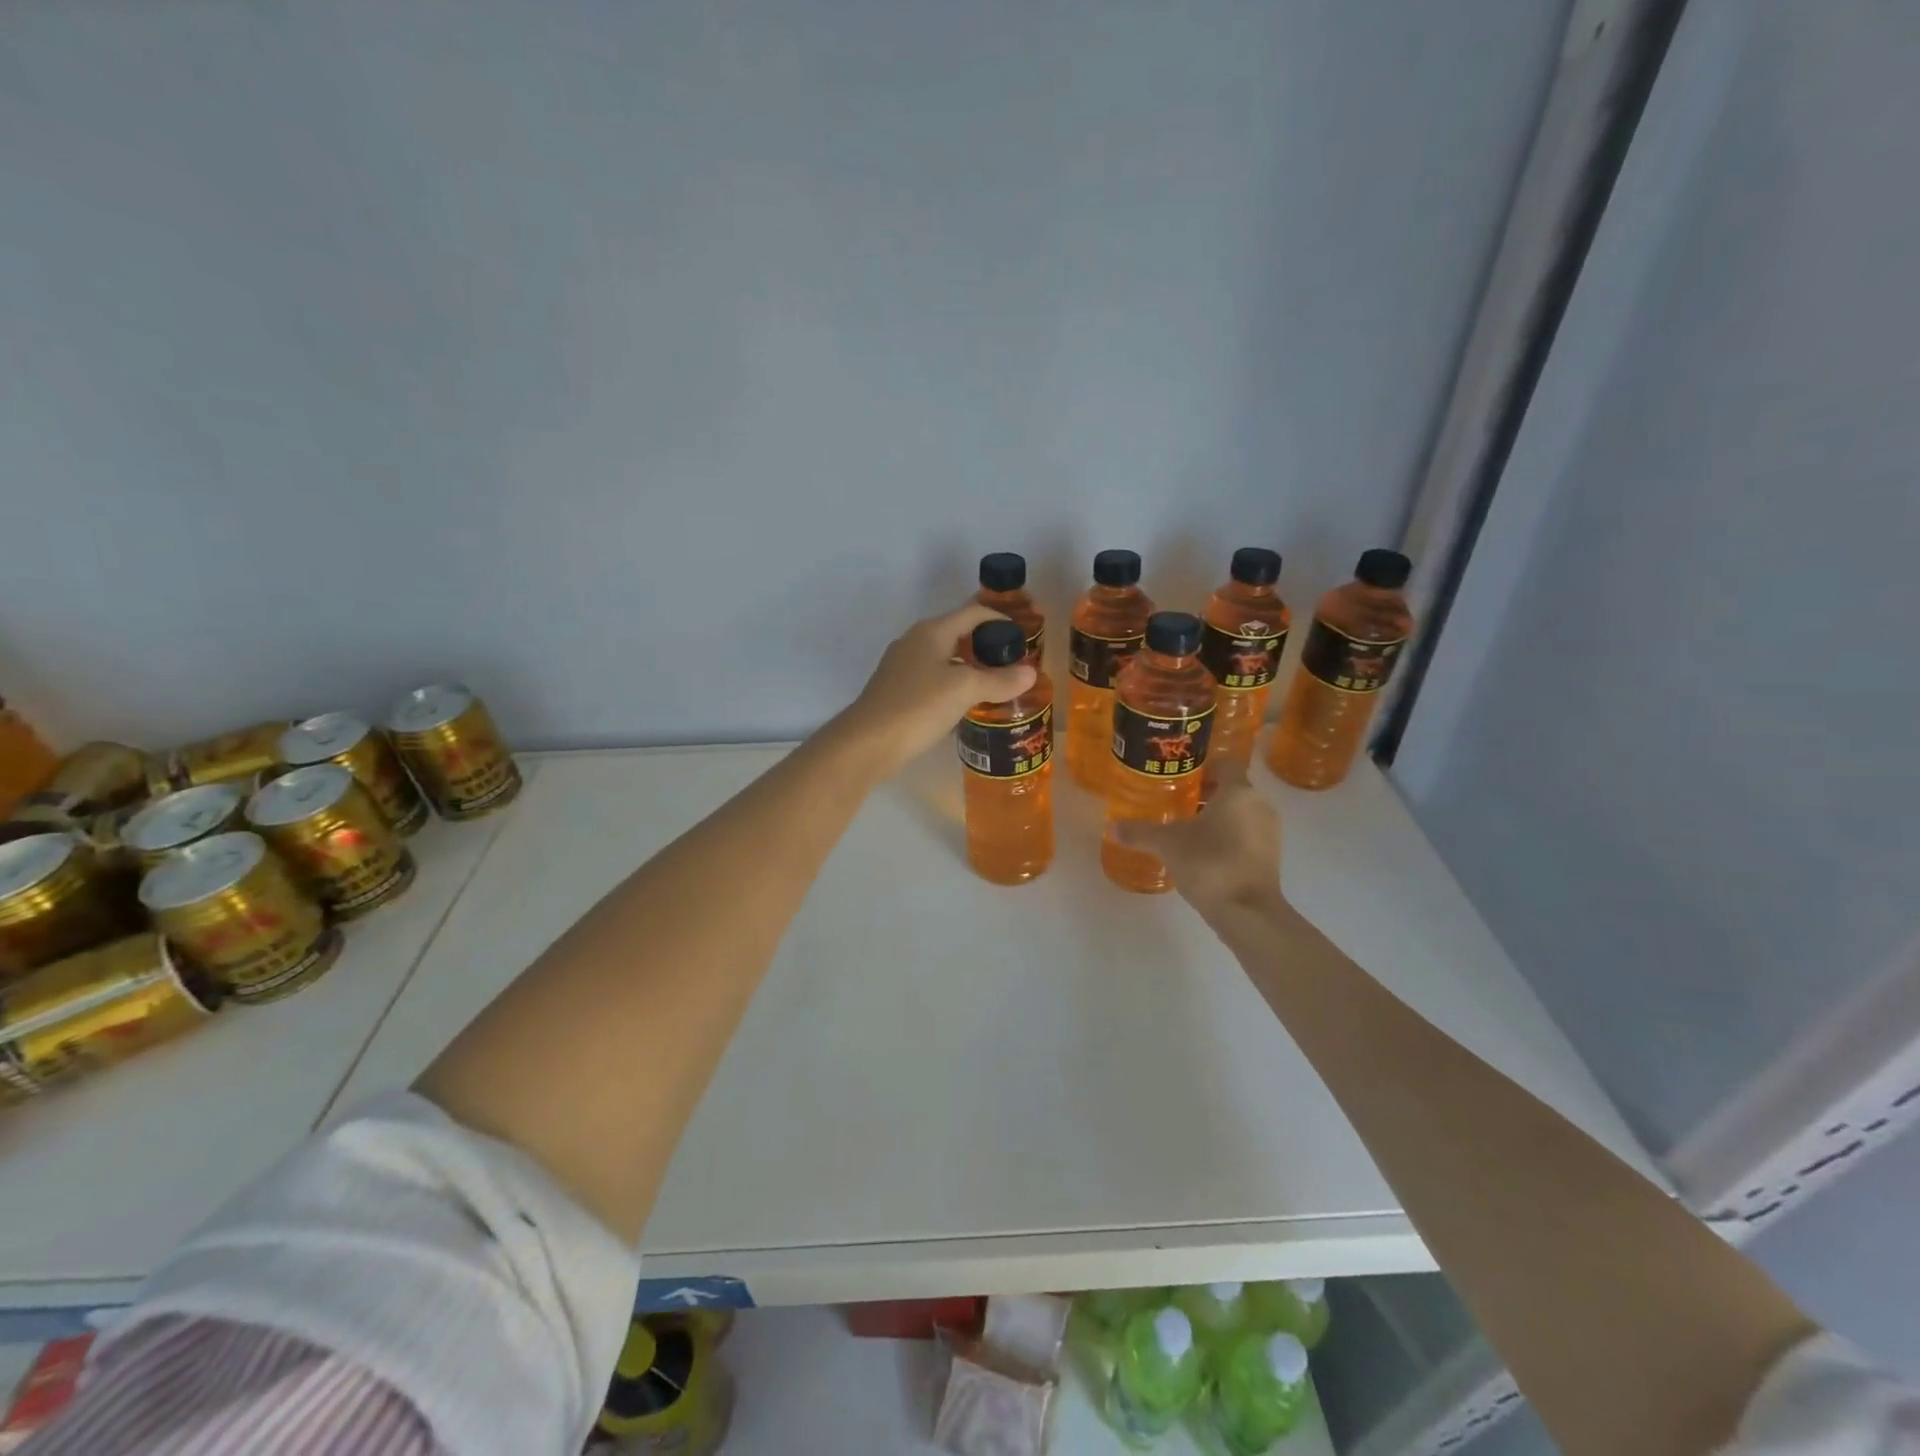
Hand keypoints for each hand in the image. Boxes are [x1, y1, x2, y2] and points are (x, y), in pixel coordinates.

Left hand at [839, 602, 1037, 775]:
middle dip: (987, 646)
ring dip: (971, 668)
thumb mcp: (965, 690)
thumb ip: (999, 681)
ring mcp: (902, 667)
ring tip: (996, 685)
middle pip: (958, 633)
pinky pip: (933, 680)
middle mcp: (915, 641)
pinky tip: (966, 706)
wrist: (867, 743)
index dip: (1001, 620)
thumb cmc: (918, 707)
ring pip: (945, 658)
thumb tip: (1030, 673)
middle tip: (1014, 664)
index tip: (1024, 638)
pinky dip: (954, 686)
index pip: (973, 612)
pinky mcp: (896, 691)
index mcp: (931, 631)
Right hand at [1112, 759, 1285, 919]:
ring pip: (1240, 813)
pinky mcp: (1270, 857)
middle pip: (1231, 789)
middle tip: (1174, 803)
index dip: (1202, 767)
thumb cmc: (1210, 863)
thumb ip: (1140, 832)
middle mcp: (1259, 805)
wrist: (1247, 912)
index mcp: (1238, 792)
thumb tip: (1112, 827)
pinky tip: (1202, 853)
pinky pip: (1246, 836)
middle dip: (1204, 794)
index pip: (1225, 763)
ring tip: (1185, 829)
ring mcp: (1269, 832)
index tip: (1179, 778)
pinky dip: (1227, 838)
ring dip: (1216, 818)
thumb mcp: (1167, 844)